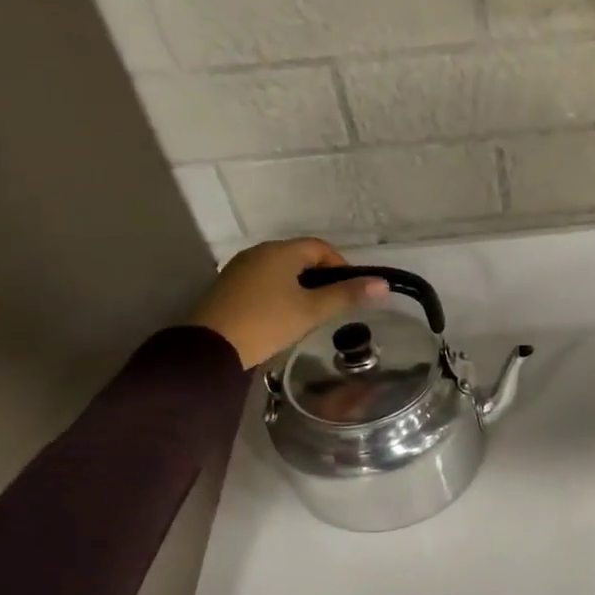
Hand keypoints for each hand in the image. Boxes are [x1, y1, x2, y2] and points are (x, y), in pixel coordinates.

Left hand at [190, 239, 387, 367]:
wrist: (211, 347)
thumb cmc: (268, 323)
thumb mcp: (312, 311)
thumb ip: (347, 295)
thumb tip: (383, 284)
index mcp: (281, 251)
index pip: (320, 247)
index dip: (341, 265)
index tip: (350, 290)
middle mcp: (259, 252)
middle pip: (299, 256)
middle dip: (320, 276)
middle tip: (332, 304)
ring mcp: (240, 268)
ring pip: (280, 270)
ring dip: (299, 285)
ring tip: (309, 313)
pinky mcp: (227, 287)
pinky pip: (262, 281)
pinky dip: (278, 292)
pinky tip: (281, 316)